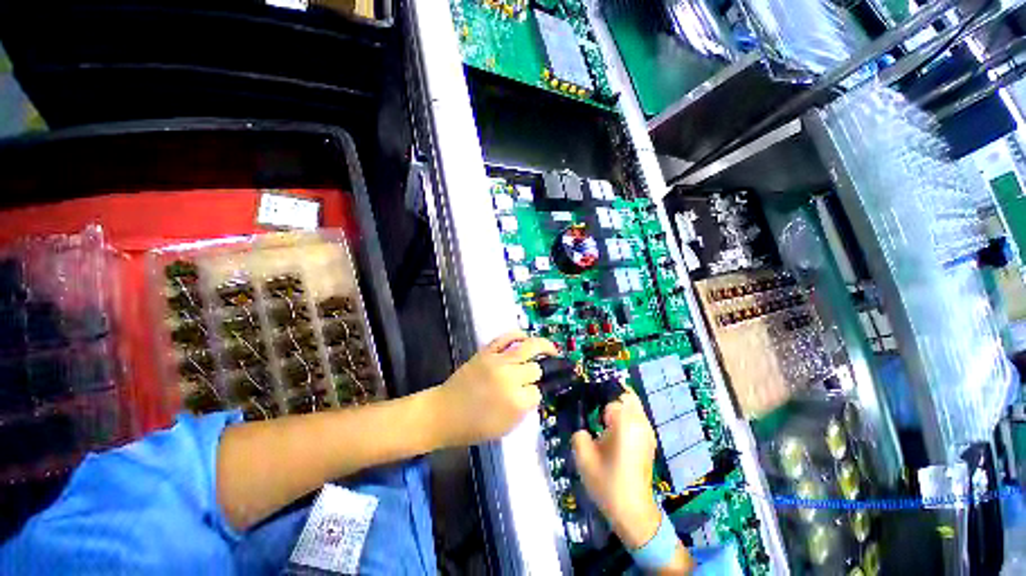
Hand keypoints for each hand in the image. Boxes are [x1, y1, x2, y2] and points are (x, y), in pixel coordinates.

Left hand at [434, 331, 556, 446]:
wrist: (444, 413)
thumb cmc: (474, 427)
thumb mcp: (506, 428)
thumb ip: (524, 409)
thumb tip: (534, 392)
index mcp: (516, 402)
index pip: (537, 392)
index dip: (534, 395)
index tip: (529, 397)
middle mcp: (510, 378)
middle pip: (535, 369)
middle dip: (535, 375)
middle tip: (531, 378)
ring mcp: (498, 361)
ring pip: (529, 348)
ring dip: (543, 347)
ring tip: (552, 348)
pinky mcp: (486, 352)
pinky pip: (506, 337)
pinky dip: (518, 334)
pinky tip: (526, 337)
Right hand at [572, 388, 661, 548]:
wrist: (633, 513)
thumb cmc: (607, 483)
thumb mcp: (583, 456)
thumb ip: (579, 432)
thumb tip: (581, 424)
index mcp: (625, 422)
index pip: (610, 398)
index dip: (596, 400)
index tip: (585, 406)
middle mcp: (640, 422)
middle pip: (627, 394)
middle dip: (610, 395)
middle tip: (594, 406)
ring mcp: (648, 431)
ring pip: (634, 404)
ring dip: (619, 404)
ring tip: (601, 416)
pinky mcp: (650, 440)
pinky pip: (637, 416)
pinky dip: (626, 415)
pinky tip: (613, 429)